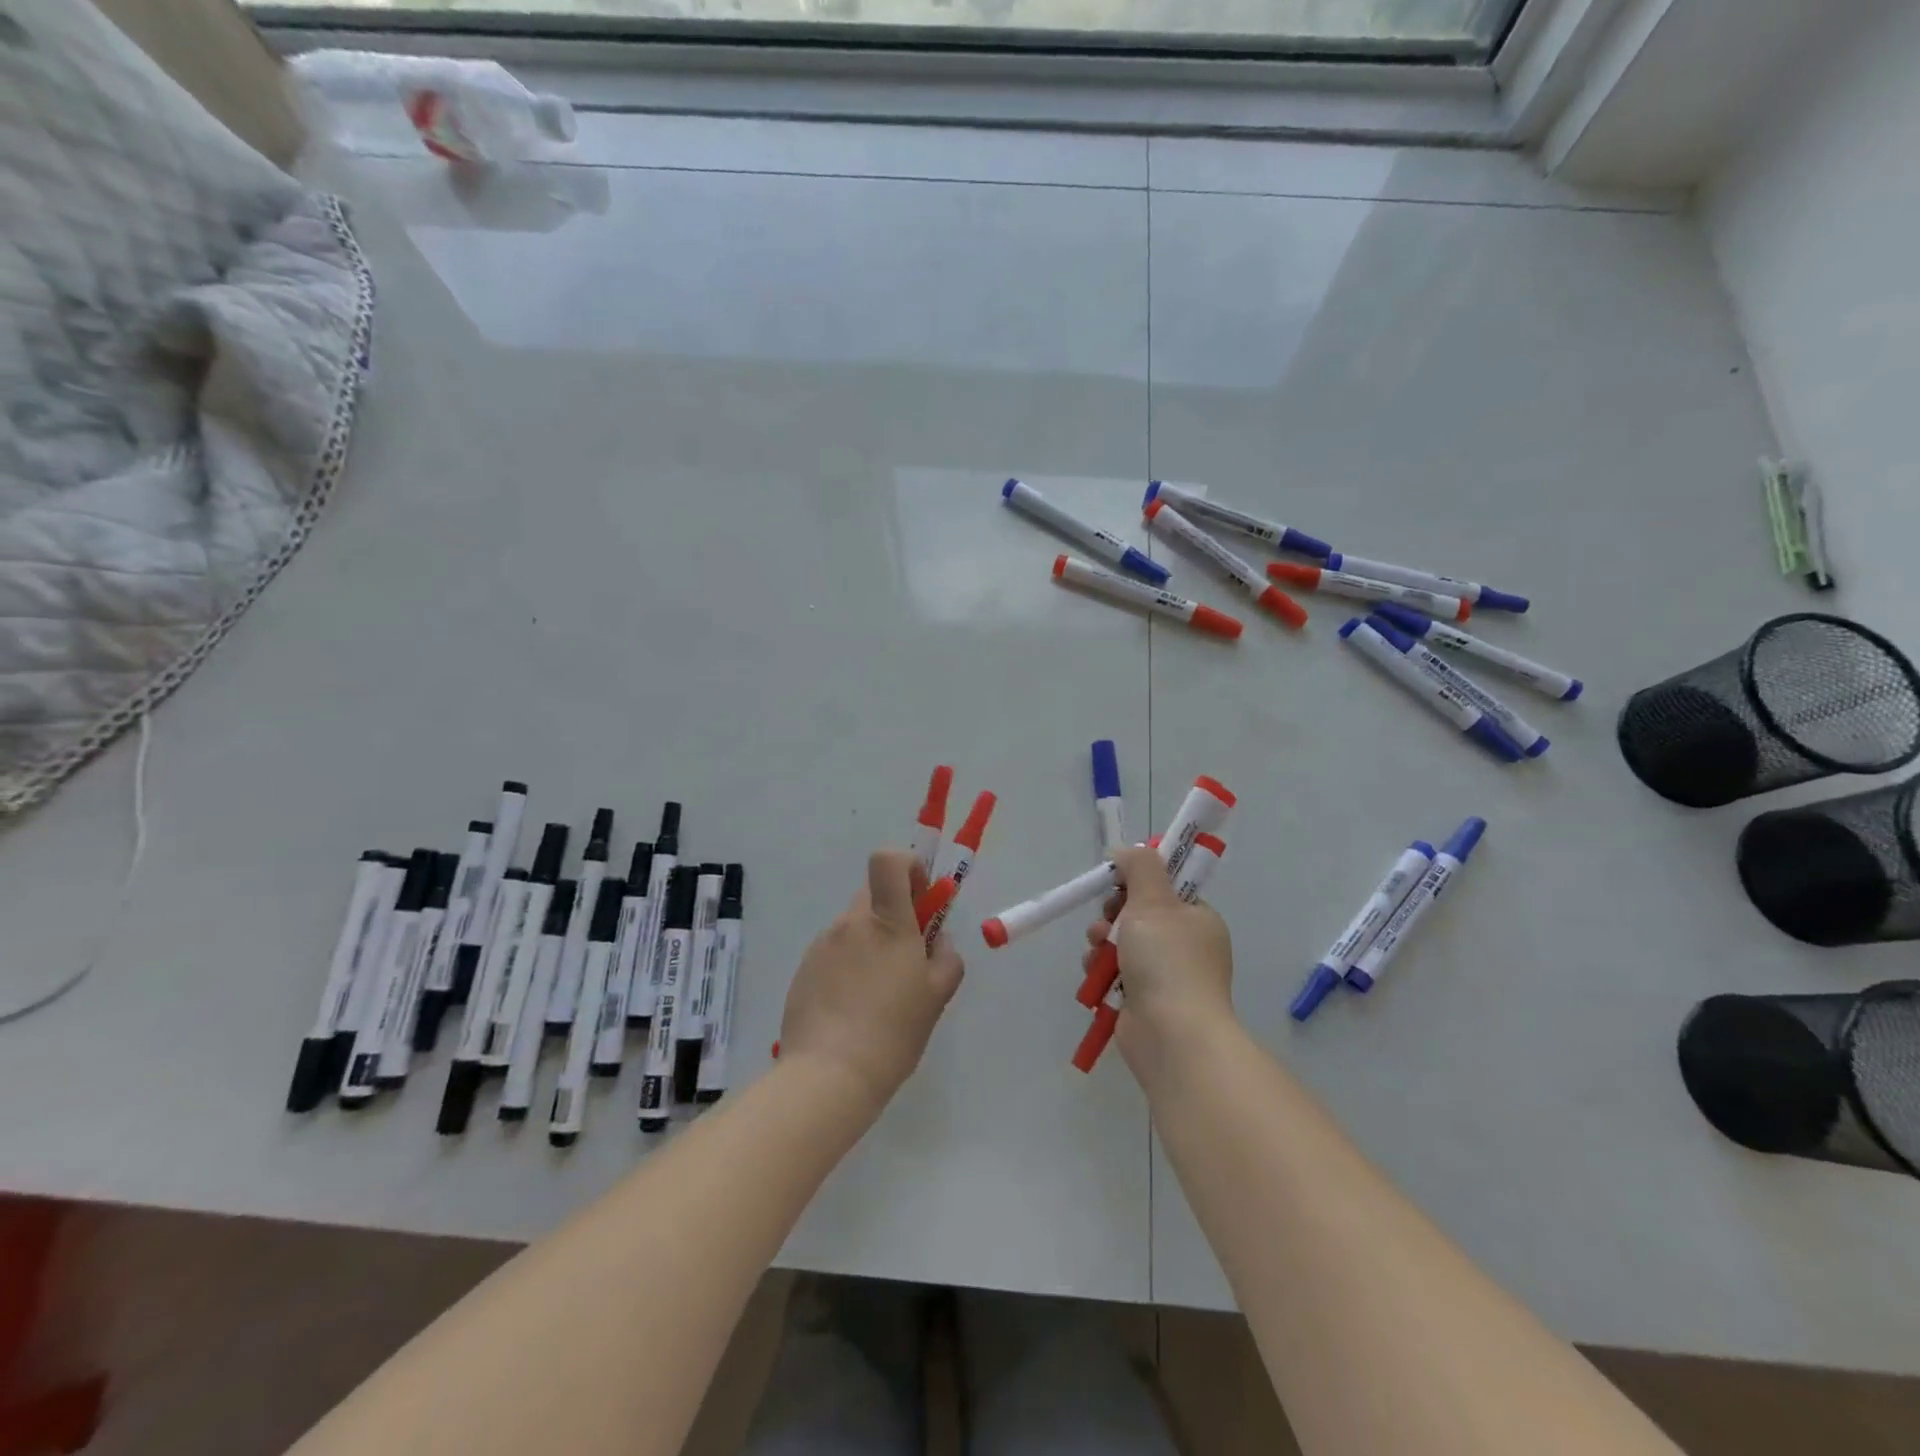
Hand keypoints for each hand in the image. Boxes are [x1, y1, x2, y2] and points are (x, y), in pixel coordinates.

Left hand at [779, 848, 964, 1109]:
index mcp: (888, 921)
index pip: (889, 861)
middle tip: (905, 957)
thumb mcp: (937, 996)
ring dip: (870, 943)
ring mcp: (823, 944)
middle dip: (893, 913)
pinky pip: (834, 952)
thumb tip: (936, 939)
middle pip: (874, 895)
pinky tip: (852, 1008)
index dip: (907, 866)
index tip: (920, 898)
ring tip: (877, 995)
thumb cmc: (893, 1031)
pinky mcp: (804, 968)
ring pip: (854, 926)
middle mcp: (851, 922)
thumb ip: (945, 957)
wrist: (828, 1075)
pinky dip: (847, 966)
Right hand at [1083, 845, 1234, 1077]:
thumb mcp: (1153, 901)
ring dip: (1101, 943)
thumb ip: (1140, 868)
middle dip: (1112, 914)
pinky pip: (1114, 974)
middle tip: (1107, 920)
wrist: (1171, 1035)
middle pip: (1138, 914)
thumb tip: (1127, 851)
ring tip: (1097, 950)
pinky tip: (1095, 975)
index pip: (1165, 889)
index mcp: (1197, 919)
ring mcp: (1165, 977)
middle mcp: (1185, 946)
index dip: (1137, 882)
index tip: (1117, 884)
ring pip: (1121, 944)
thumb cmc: (1167, 961)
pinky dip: (1100, 971)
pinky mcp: (1142, 1001)